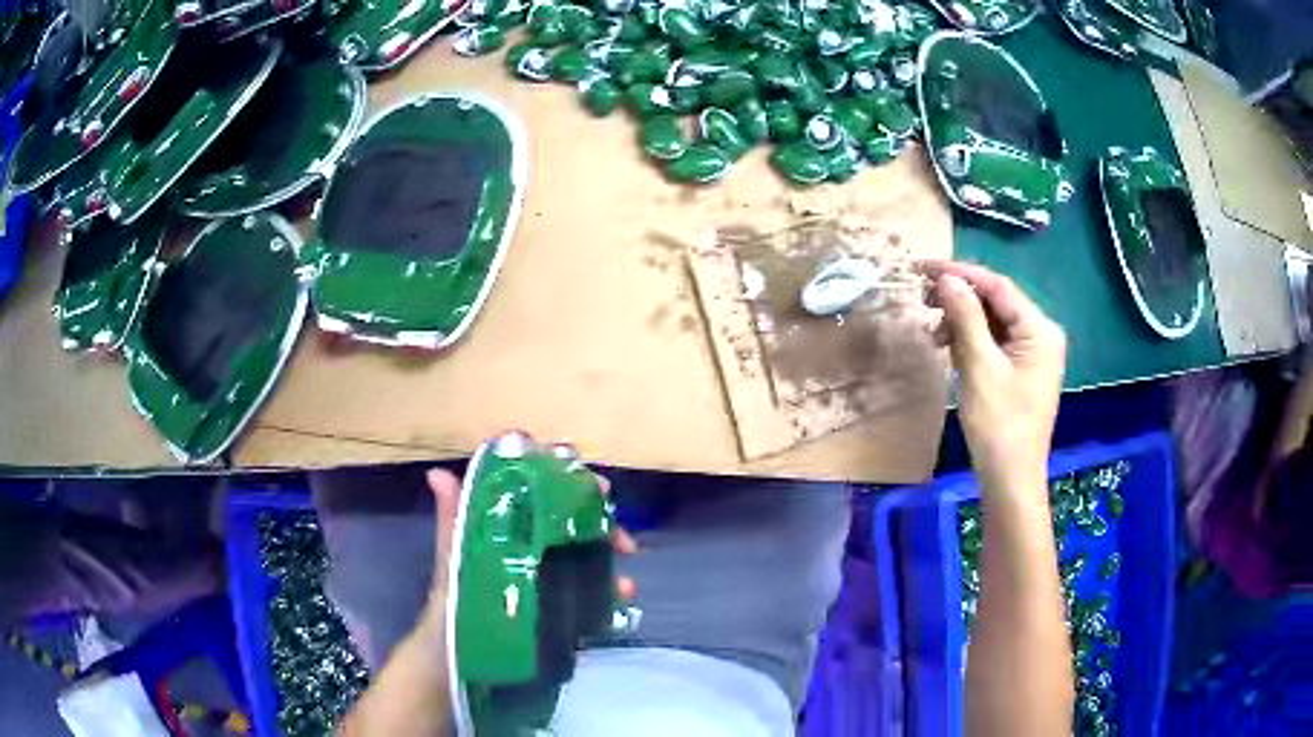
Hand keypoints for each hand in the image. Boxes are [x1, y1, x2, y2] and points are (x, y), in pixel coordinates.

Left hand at [416, 468, 637, 634]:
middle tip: (609, 504)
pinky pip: (594, 587)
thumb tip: (437, 474)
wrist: (465, 660)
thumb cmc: (454, 605)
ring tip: (626, 550)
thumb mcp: (454, 560)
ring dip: (610, 542)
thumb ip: (452, 521)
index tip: (575, 466)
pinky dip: (613, 586)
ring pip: (586, 545)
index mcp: (501, 526)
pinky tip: (624, 592)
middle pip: (565, 510)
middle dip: (593, 504)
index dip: (555, 470)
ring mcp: (548, 573)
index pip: (531, 483)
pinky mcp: (562, 603)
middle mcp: (527, 542)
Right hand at [923, 261, 1065, 496]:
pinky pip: (995, 342)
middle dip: (960, 298)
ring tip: (933, 332)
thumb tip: (947, 278)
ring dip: (962, 321)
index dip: (960, 273)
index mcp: (1039, 329)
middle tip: (923, 298)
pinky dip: (971, 340)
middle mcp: (1041, 333)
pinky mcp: (1022, 369)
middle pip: (997, 301)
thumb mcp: (979, 367)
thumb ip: (965, 317)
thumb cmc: (998, 425)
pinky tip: (949, 348)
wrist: (1010, 479)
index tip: (923, 267)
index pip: (998, 286)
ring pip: (993, 321)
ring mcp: (1033, 353)